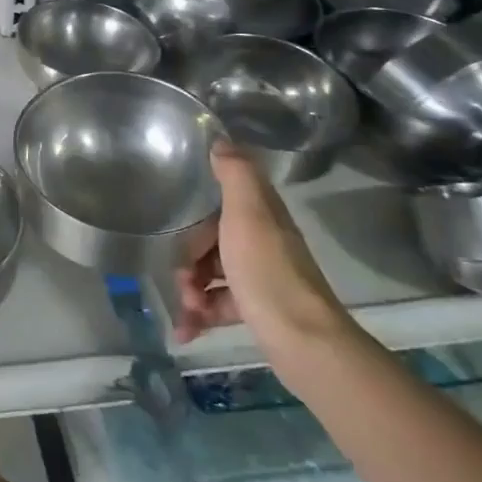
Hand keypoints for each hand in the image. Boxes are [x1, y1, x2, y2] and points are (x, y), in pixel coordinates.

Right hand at [173, 144, 353, 358]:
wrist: (303, 341)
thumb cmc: (267, 272)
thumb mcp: (248, 214)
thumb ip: (236, 175)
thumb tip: (222, 140)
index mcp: (262, 217)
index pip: (224, 203)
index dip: (198, 215)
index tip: (178, 228)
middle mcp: (263, 244)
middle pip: (212, 242)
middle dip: (189, 260)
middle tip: (182, 280)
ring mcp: (260, 280)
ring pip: (212, 276)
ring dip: (191, 291)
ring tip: (187, 309)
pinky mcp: (256, 311)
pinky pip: (218, 307)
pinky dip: (199, 317)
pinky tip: (185, 331)